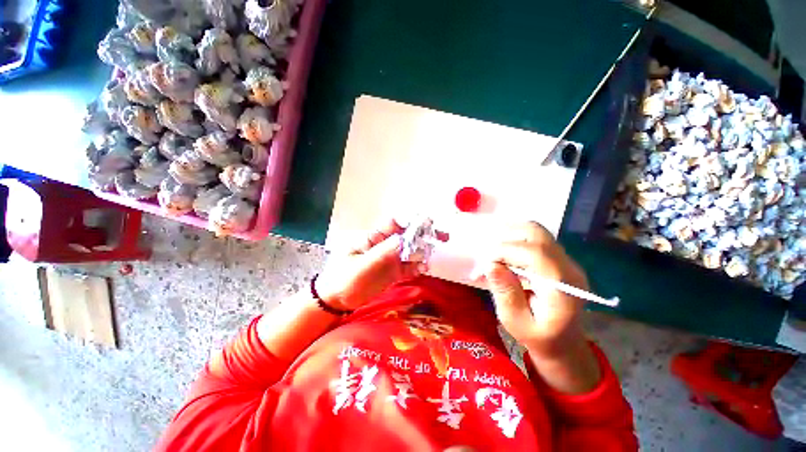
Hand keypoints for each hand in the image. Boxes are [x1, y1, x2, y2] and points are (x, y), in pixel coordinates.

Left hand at [315, 219, 424, 309]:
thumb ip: (382, 253)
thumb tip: (402, 239)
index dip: (411, 221)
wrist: (336, 301)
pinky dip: (417, 267)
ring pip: (411, 251)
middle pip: (407, 235)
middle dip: (424, 235)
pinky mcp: (393, 271)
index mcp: (373, 237)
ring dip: (422, 252)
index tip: (428, 223)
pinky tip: (423, 270)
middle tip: (442, 237)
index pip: (394, 223)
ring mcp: (390, 258)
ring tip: (428, 259)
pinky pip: (409, 266)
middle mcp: (384, 245)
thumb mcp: (360, 266)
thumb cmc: (343, 280)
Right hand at [481, 222, 588, 355]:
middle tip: (489, 255)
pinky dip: (516, 240)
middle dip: (506, 239)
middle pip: (536, 233)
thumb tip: (491, 265)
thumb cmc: (538, 338)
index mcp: (561, 286)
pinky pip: (536, 239)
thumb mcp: (515, 322)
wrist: (565, 344)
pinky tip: (506, 254)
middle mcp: (568, 267)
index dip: (503, 251)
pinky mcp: (559, 259)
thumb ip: (505, 293)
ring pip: (535, 231)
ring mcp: (566, 261)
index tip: (485, 265)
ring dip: (510, 236)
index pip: (533, 253)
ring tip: (495, 253)